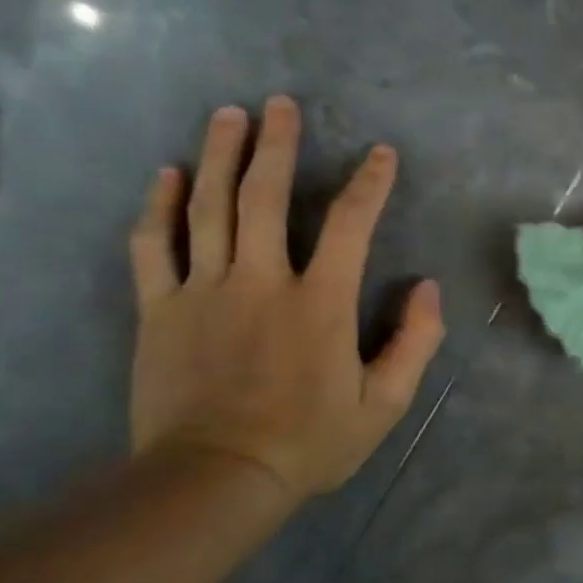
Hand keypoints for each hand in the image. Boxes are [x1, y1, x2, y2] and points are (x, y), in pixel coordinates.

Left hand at [127, 97, 444, 499]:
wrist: (214, 479)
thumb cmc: (310, 441)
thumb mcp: (385, 403)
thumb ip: (415, 341)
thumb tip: (428, 287)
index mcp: (320, 303)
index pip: (351, 226)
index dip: (370, 184)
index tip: (381, 153)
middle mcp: (262, 282)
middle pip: (266, 198)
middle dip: (277, 146)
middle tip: (280, 104)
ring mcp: (204, 291)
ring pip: (209, 209)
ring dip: (219, 156)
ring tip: (228, 116)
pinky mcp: (160, 310)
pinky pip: (154, 246)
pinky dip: (159, 207)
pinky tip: (166, 175)